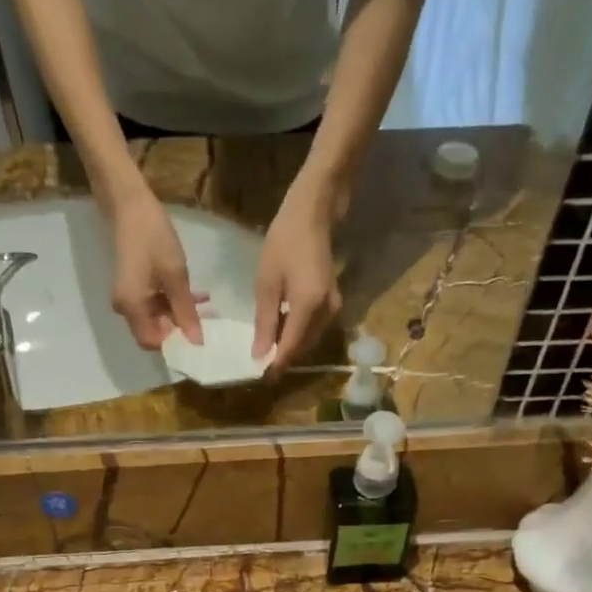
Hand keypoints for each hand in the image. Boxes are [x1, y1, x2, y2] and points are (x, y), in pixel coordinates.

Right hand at [108, 187, 203, 348]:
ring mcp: (130, 298)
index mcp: (132, 307)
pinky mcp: (135, 288)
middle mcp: (126, 309)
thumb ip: (186, 311)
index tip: (200, 339)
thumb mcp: (175, 275)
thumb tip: (197, 342)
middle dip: (181, 330)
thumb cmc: (153, 237)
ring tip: (206, 306)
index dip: (175, 343)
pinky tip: (195, 295)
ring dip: (181, 315)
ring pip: (158, 319)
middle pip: (155, 332)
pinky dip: (174, 303)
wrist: (130, 204)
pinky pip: (155, 305)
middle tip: (208, 323)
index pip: (153, 342)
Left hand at [254, 172, 343, 370]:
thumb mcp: (266, 283)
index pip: (290, 349)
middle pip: (302, 347)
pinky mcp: (332, 302)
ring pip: (309, 339)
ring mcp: (332, 308)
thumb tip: (259, 355)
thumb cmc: (284, 241)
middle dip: (282, 358)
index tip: (259, 378)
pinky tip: (280, 329)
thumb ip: (264, 322)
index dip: (275, 366)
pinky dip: (297, 333)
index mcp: (308, 308)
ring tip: (266, 349)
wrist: (313, 213)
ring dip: (290, 347)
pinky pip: (313, 327)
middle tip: (260, 365)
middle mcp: (326, 313)